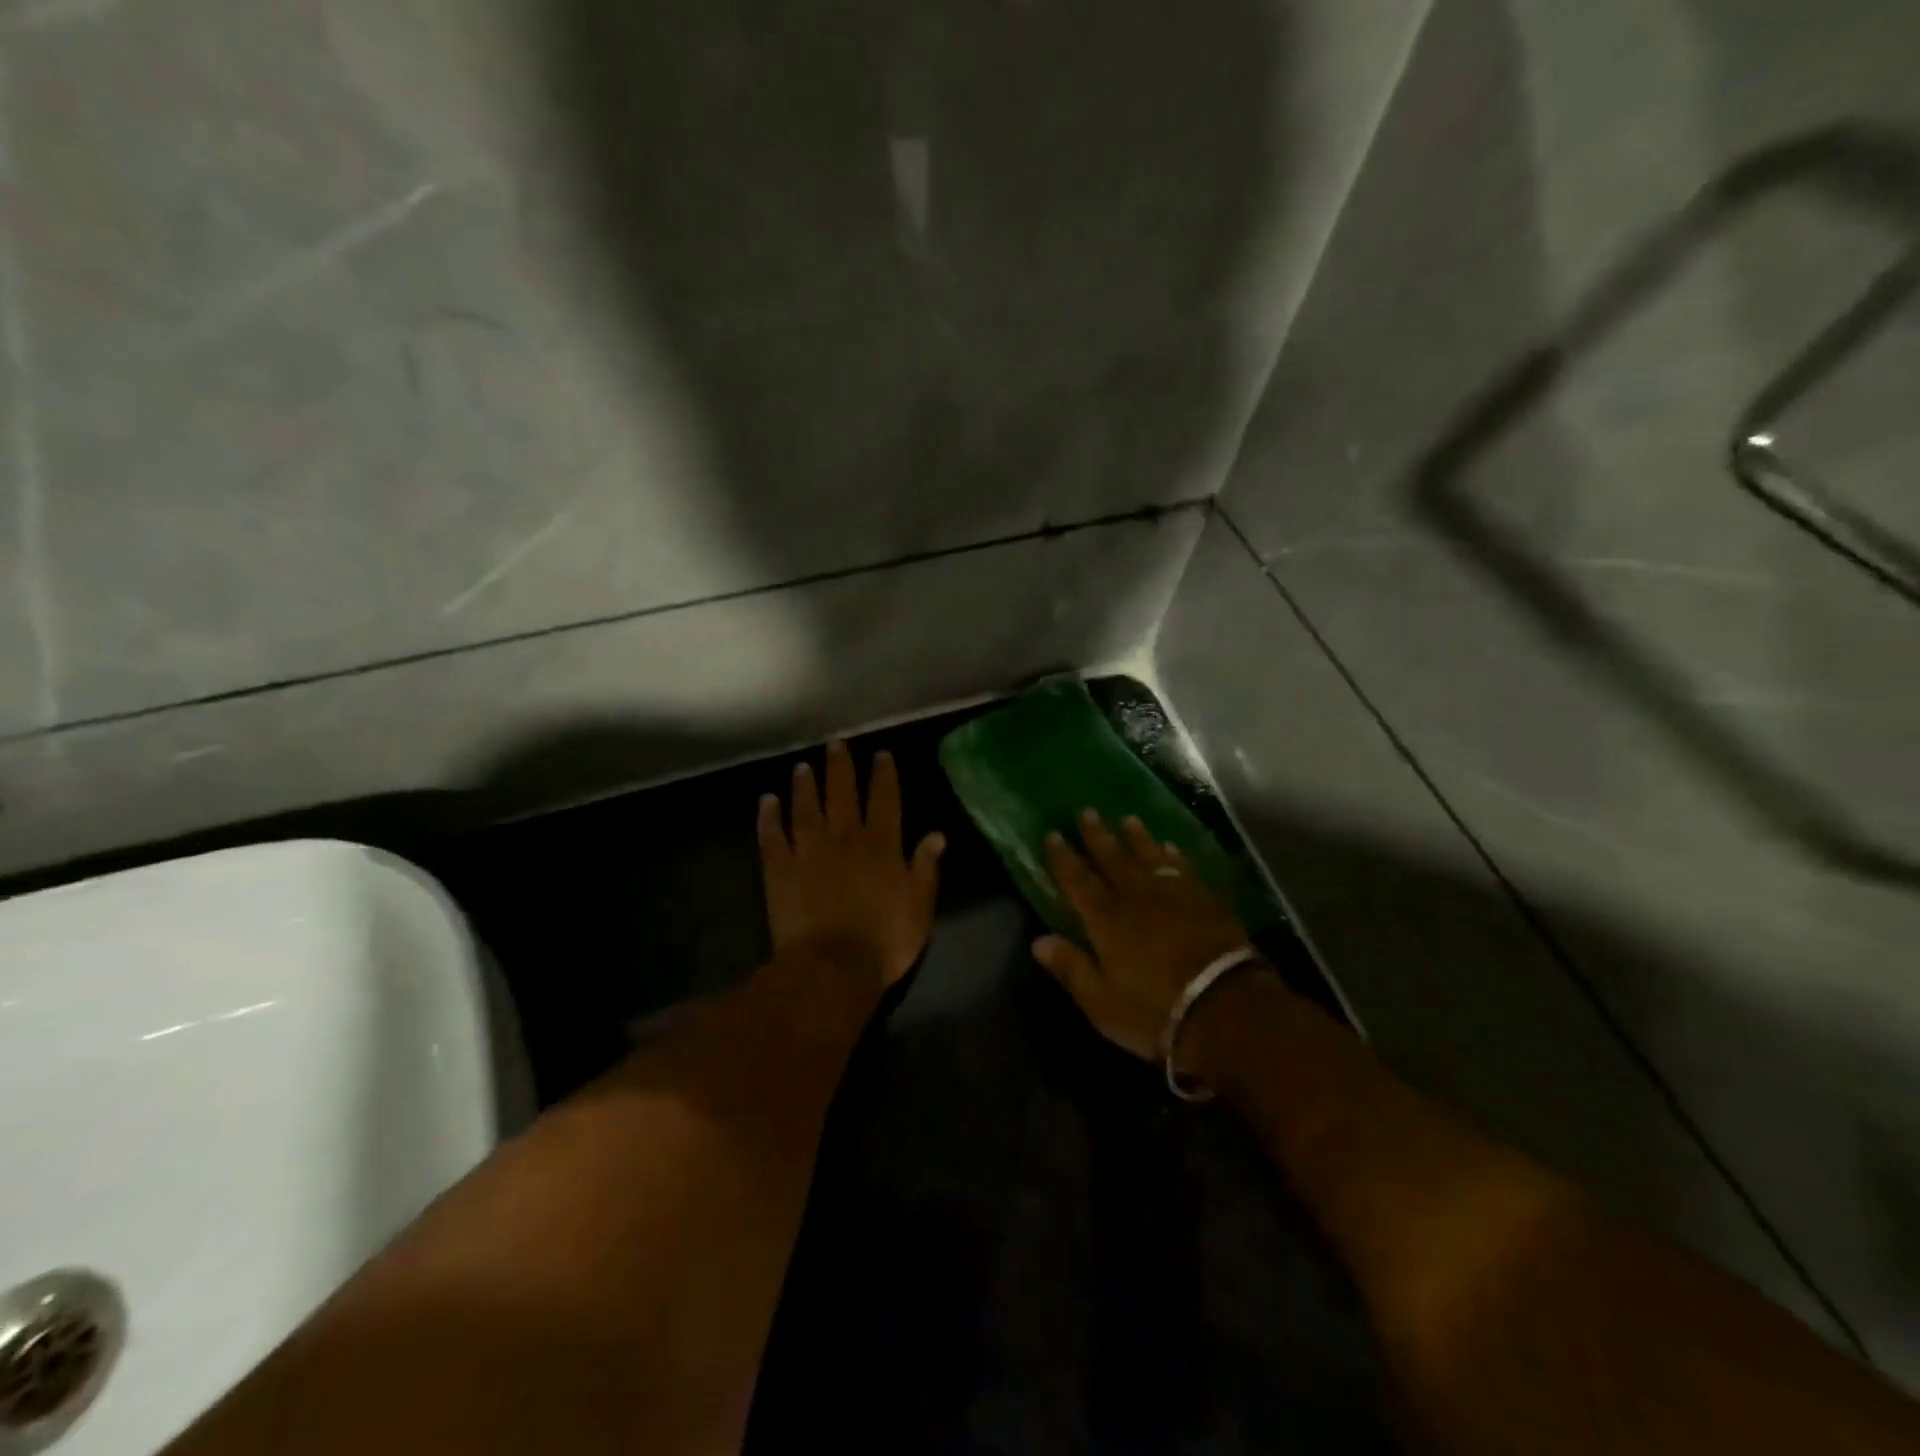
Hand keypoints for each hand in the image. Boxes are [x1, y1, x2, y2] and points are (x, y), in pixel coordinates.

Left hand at [758, 740, 945, 1011]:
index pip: (885, 801)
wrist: (832, 968)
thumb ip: (925, 868)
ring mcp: (809, 852)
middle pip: (842, 795)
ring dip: (805, 786)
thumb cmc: (884, 941)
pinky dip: (769, 818)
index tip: (881, 754)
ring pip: (806, 809)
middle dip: (841, 768)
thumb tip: (936, 834)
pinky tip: (767, 801)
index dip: (884, 776)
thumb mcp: (919, 907)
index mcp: (881, 846)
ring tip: (802, 766)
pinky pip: (772, 837)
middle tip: (836, 744)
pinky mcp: (780, 870)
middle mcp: (844, 839)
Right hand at [1032, 810, 1255, 1064]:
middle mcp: (1136, 897)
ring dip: (1136, 837)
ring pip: (1148, 856)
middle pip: (1112, 858)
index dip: (1063, 857)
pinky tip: (1170, 848)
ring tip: (1128, 820)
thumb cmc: (1155, 1011)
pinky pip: (1183, 868)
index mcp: (1106, 919)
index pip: (1077, 880)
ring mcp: (1174, 894)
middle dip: (1097, 835)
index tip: (1053, 834)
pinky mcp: (1205, 899)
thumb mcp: (1101, 1002)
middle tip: (1087, 811)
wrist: (1226, 1008)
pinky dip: (1173, 856)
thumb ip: (1071, 968)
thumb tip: (1038, 940)